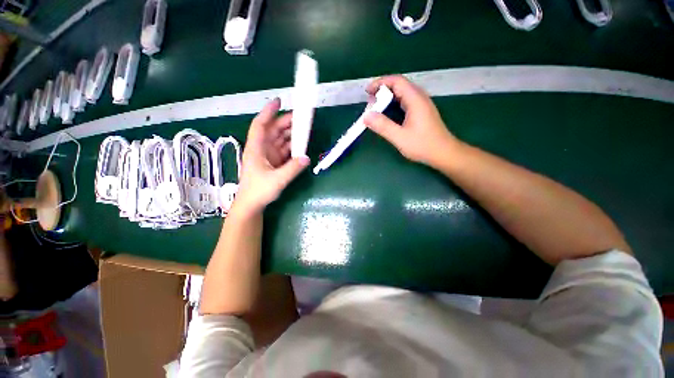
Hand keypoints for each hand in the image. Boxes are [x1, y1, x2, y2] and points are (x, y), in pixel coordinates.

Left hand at [233, 98, 309, 213]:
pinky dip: (292, 147)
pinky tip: (301, 146)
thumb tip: (307, 157)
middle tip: (302, 118)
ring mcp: (268, 156)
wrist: (252, 205)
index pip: (261, 125)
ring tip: (304, 131)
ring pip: (280, 140)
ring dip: (291, 135)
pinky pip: (284, 151)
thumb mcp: (277, 180)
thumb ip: (292, 169)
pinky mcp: (274, 163)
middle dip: (286, 123)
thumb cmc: (258, 191)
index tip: (279, 101)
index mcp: (256, 148)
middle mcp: (262, 149)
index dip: (268, 112)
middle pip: (273, 131)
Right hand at [364, 75, 460, 166]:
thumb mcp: (400, 137)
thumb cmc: (423, 145)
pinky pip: (406, 101)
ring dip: (388, 97)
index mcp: (415, 100)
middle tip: (370, 103)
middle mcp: (420, 98)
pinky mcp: (422, 112)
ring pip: (403, 93)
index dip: (380, 83)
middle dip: (382, 90)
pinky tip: (388, 113)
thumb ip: (383, 126)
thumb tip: (366, 116)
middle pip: (399, 85)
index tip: (367, 91)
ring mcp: (422, 104)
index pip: (397, 81)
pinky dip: (394, 103)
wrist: (443, 153)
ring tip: (376, 107)